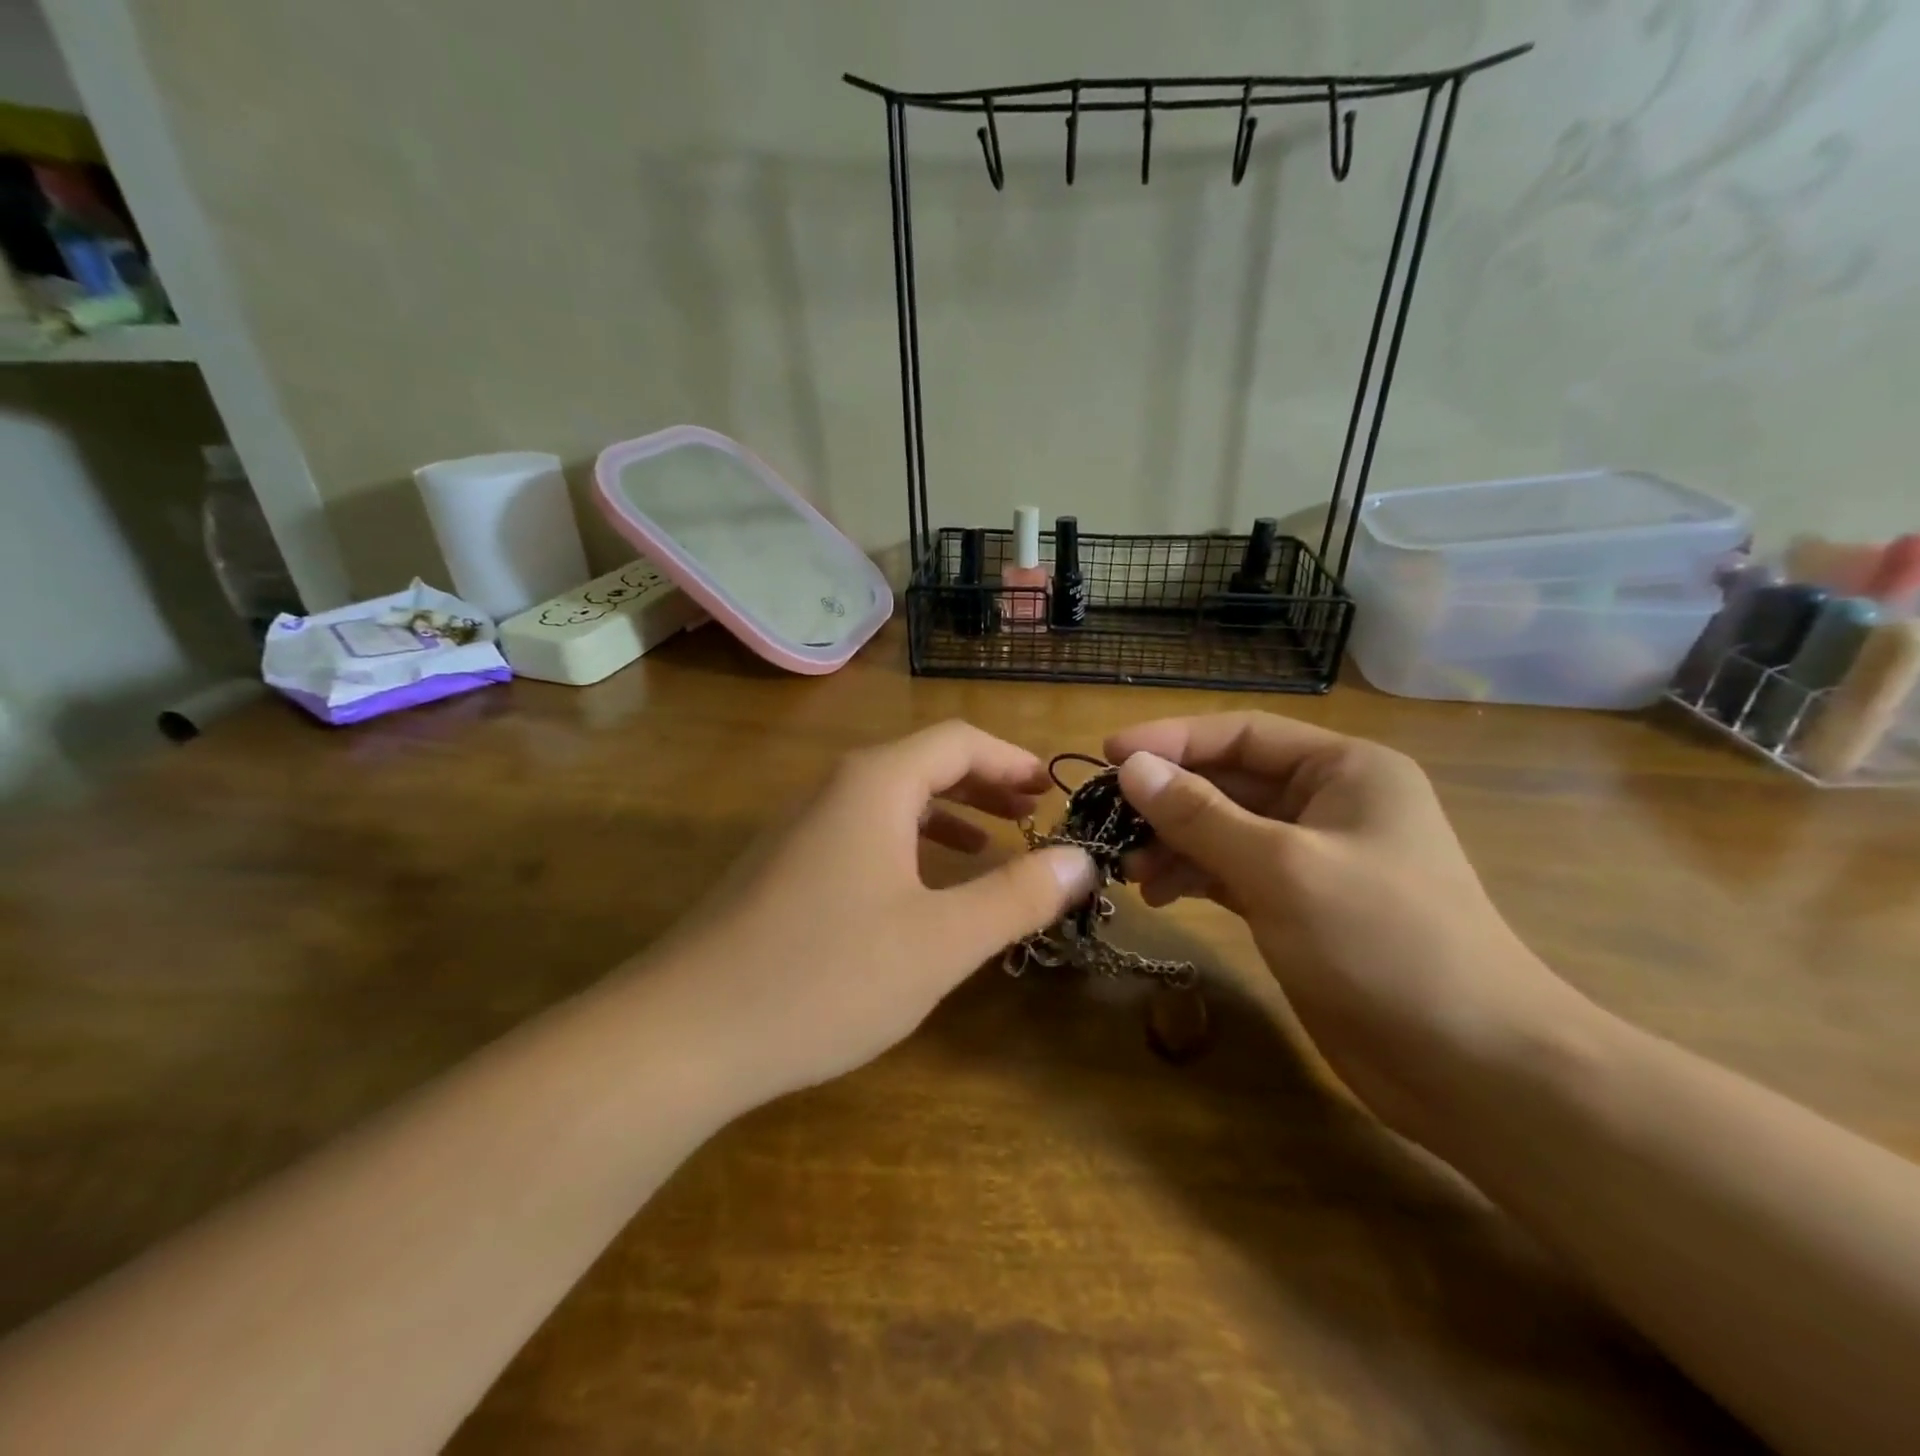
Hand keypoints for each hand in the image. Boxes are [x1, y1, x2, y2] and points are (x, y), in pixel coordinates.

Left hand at [651, 721, 1096, 1107]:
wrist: (684, 1033)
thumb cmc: (826, 976)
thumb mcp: (940, 941)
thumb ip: (1016, 896)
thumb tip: (1080, 860)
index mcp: (875, 785)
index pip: (958, 740)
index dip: (1011, 758)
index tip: (1052, 789)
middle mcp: (835, 790)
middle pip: (923, 763)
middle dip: (984, 783)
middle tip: (1032, 813)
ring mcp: (801, 828)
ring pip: (890, 800)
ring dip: (947, 813)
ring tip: (992, 844)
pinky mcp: (782, 868)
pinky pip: (862, 833)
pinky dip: (907, 844)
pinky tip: (921, 888)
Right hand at [1105, 712, 1590, 1144]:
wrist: (1471, 1066)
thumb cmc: (1383, 942)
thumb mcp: (1281, 868)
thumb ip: (1200, 814)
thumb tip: (1130, 767)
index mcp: (1344, 769)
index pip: (1242, 733)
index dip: (1172, 739)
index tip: (1108, 753)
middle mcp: (1328, 802)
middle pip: (1229, 781)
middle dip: (1167, 799)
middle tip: (1104, 818)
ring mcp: (1312, 856)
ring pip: (1223, 829)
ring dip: (1172, 842)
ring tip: (1126, 867)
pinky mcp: (1297, 904)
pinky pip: (1230, 871)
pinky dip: (1192, 876)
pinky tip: (1157, 894)